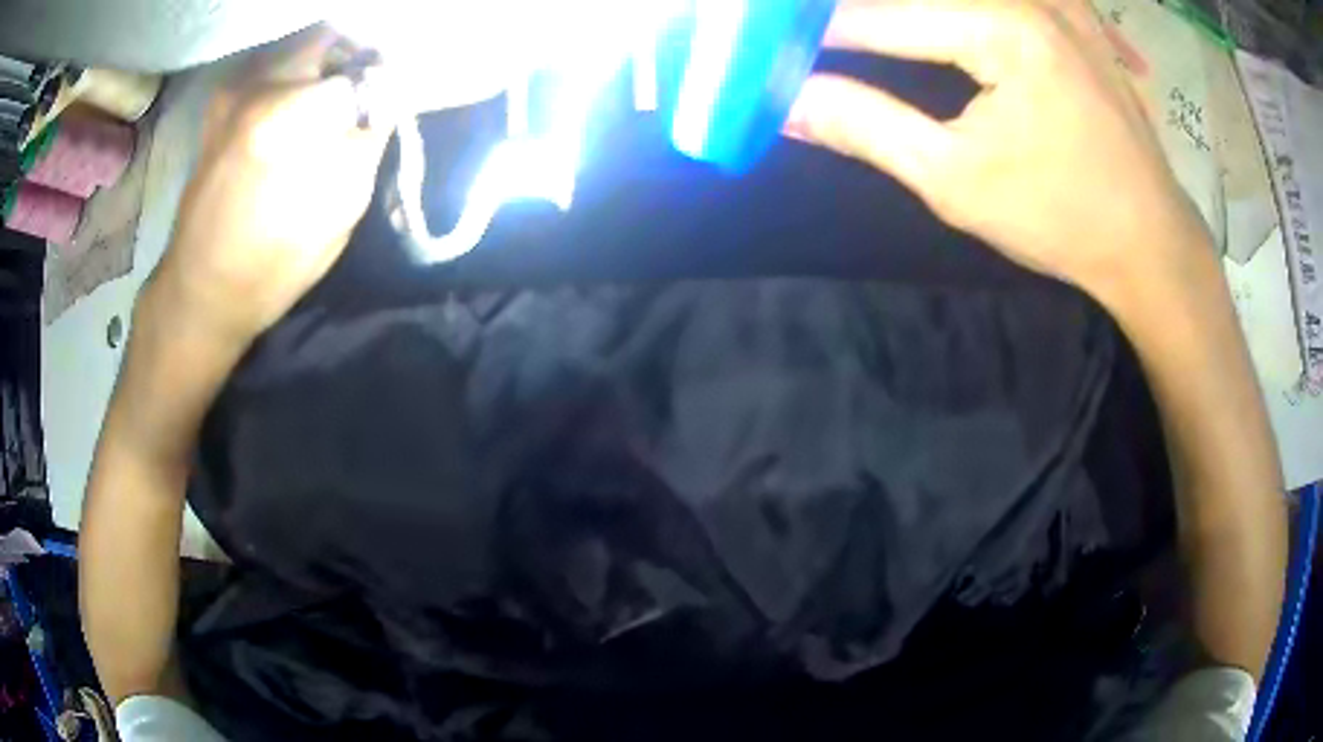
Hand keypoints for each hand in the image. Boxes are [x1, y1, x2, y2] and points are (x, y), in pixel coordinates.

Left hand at [148, 26, 397, 345]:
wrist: (200, 290)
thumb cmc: (273, 264)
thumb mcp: (340, 210)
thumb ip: (369, 137)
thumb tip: (387, 93)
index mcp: (294, 114)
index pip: (367, 66)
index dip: (385, 80)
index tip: (387, 98)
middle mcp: (261, 85)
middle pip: (330, 37)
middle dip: (353, 60)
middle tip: (359, 94)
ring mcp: (234, 89)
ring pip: (299, 45)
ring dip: (322, 66)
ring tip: (323, 107)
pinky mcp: (220, 102)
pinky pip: (271, 65)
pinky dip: (292, 76)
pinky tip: (289, 114)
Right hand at [785, 0, 1211, 308]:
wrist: (1150, 242)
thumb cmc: (1062, 220)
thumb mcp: (956, 182)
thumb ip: (866, 127)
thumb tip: (787, 102)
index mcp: (1002, 28)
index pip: (879, 16)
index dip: (816, 31)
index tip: (768, 43)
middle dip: (856, 14)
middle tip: (806, 34)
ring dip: (902, 11)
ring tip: (855, 30)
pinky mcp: (1070, 12)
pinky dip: (949, 10)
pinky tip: (924, 26)